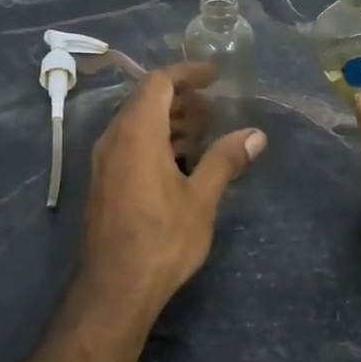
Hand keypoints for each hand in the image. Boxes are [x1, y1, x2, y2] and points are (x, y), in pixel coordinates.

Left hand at [82, 63, 266, 309]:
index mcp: (136, 133)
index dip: (188, 73)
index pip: (159, 82)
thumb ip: (225, 160)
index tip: (216, 75)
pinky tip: (181, 162)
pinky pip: (129, 145)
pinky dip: (156, 141)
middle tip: (215, 110)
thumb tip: (256, 135)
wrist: (115, 288)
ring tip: (204, 134)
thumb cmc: (161, 239)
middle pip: (146, 100)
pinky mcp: (104, 182)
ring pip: (136, 124)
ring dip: (170, 121)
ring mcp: (104, 162)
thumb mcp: (201, 199)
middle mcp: (114, 139)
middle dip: (182, 98)